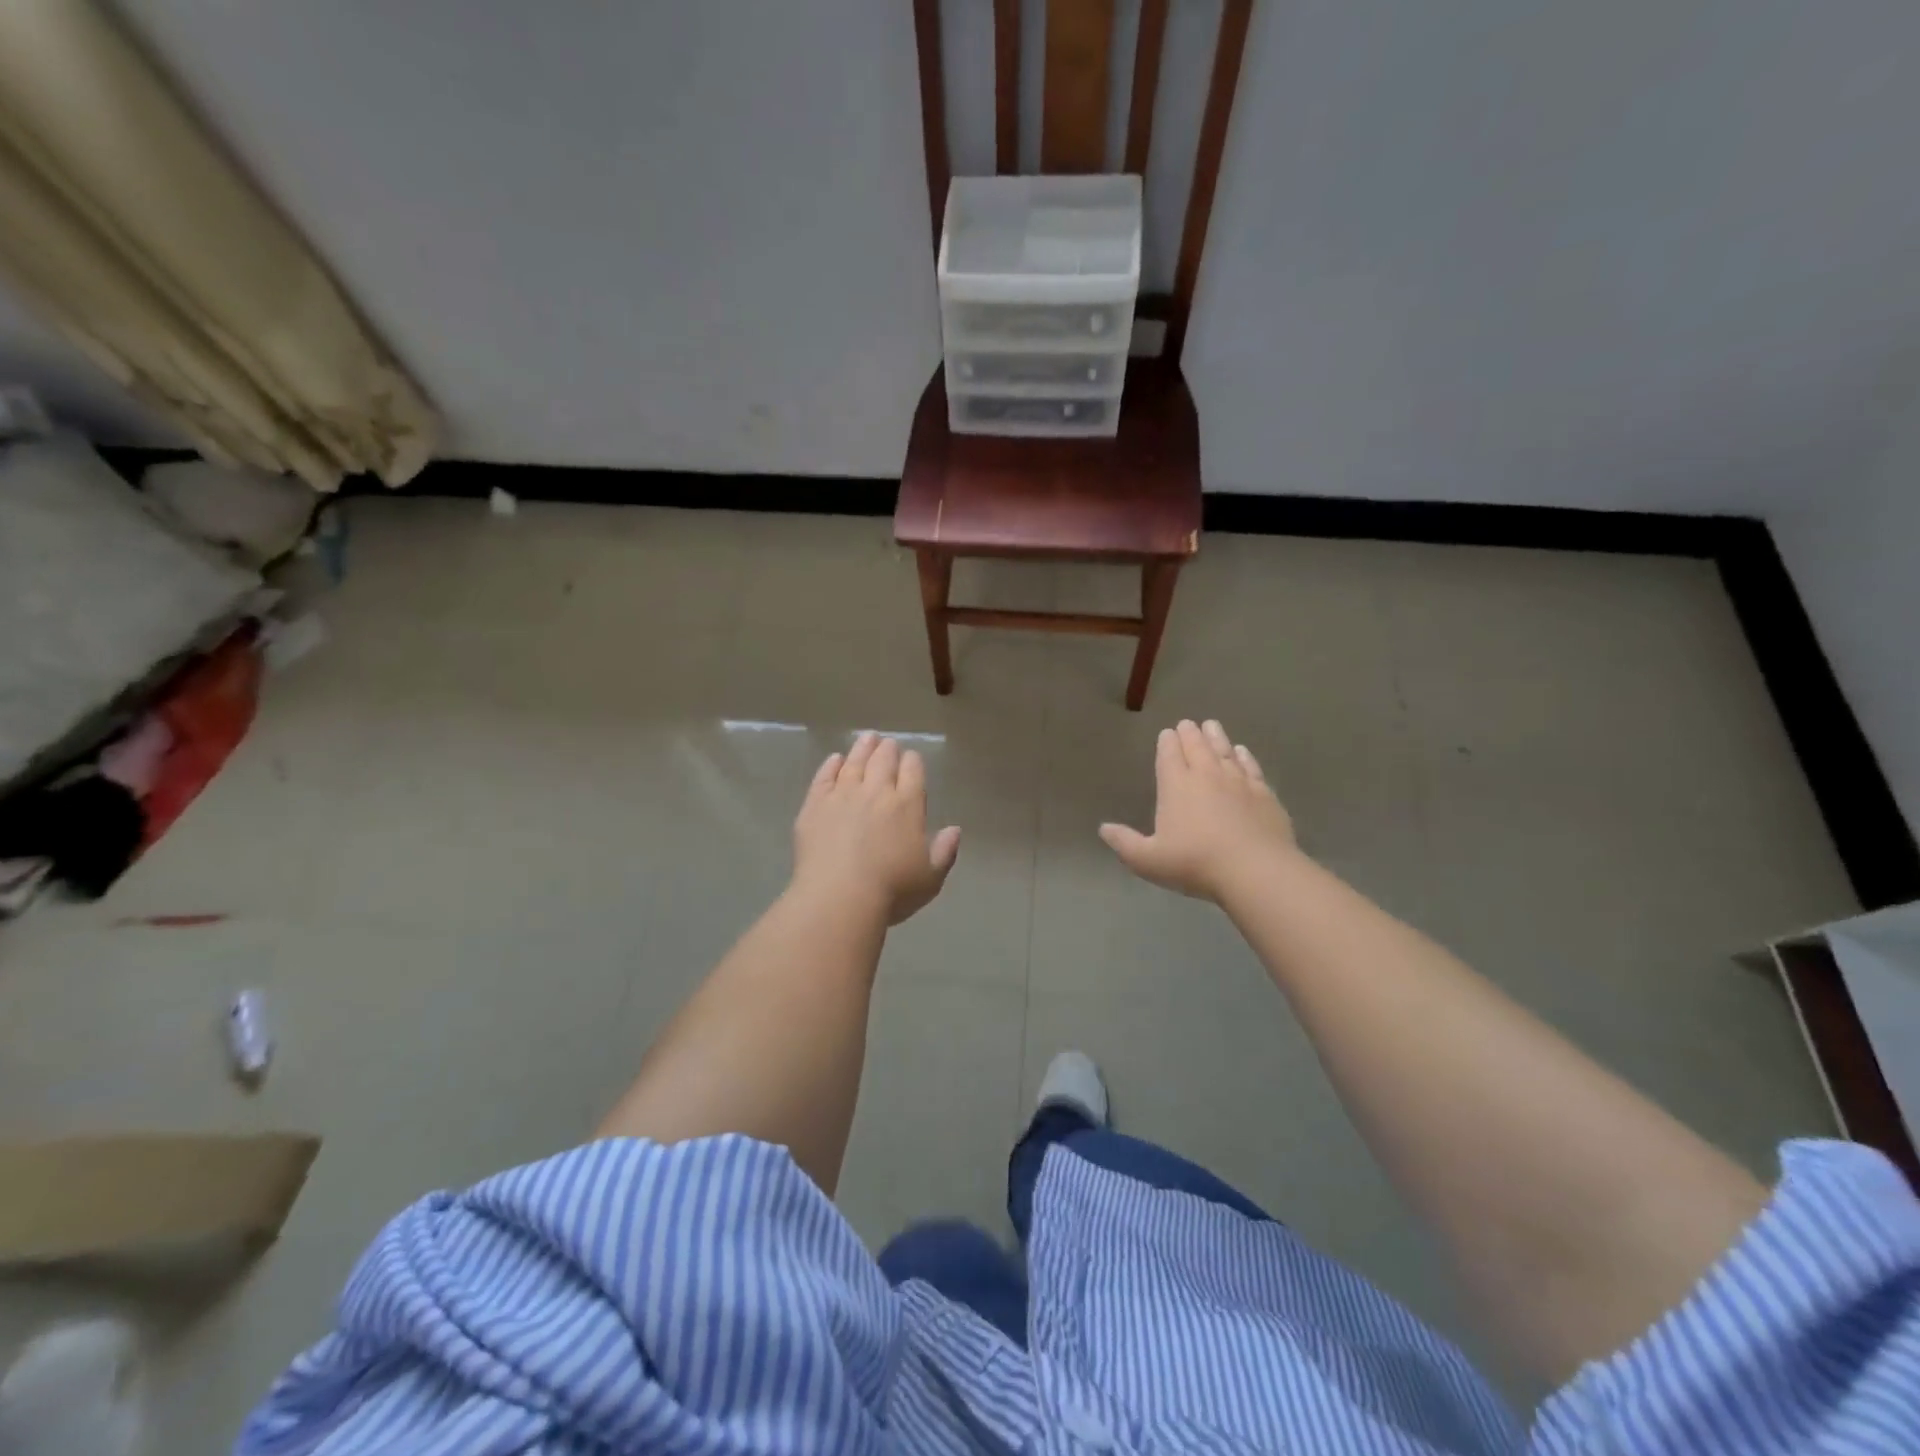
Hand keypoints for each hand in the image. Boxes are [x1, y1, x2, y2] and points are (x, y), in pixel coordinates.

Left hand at [793, 732, 961, 924]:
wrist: (840, 897)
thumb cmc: (892, 890)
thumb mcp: (930, 878)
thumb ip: (944, 851)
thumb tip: (954, 829)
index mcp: (908, 805)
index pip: (913, 772)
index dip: (912, 762)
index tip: (911, 758)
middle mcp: (876, 792)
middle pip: (883, 761)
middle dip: (888, 750)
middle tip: (887, 743)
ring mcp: (843, 795)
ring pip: (854, 762)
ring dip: (862, 748)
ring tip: (866, 738)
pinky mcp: (815, 805)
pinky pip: (824, 777)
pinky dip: (830, 765)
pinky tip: (834, 759)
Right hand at [1099, 719, 1296, 901]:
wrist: (1255, 870)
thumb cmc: (1195, 863)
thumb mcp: (1148, 860)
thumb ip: (1124, 843)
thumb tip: (1104, 829)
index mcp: (1176, 785)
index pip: (1169, 755)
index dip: (1167, 742)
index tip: (1167, 733)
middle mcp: (1207, 775)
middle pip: (1197, 746)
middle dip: (1190, 733)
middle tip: (1187, 723)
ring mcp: (1238, 782)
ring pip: (1224, 751)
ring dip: (1216, 737)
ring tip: (1211, 725)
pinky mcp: (1264, 793)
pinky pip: (1251, 767)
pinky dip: (1245, 756)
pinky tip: (1242, 752)